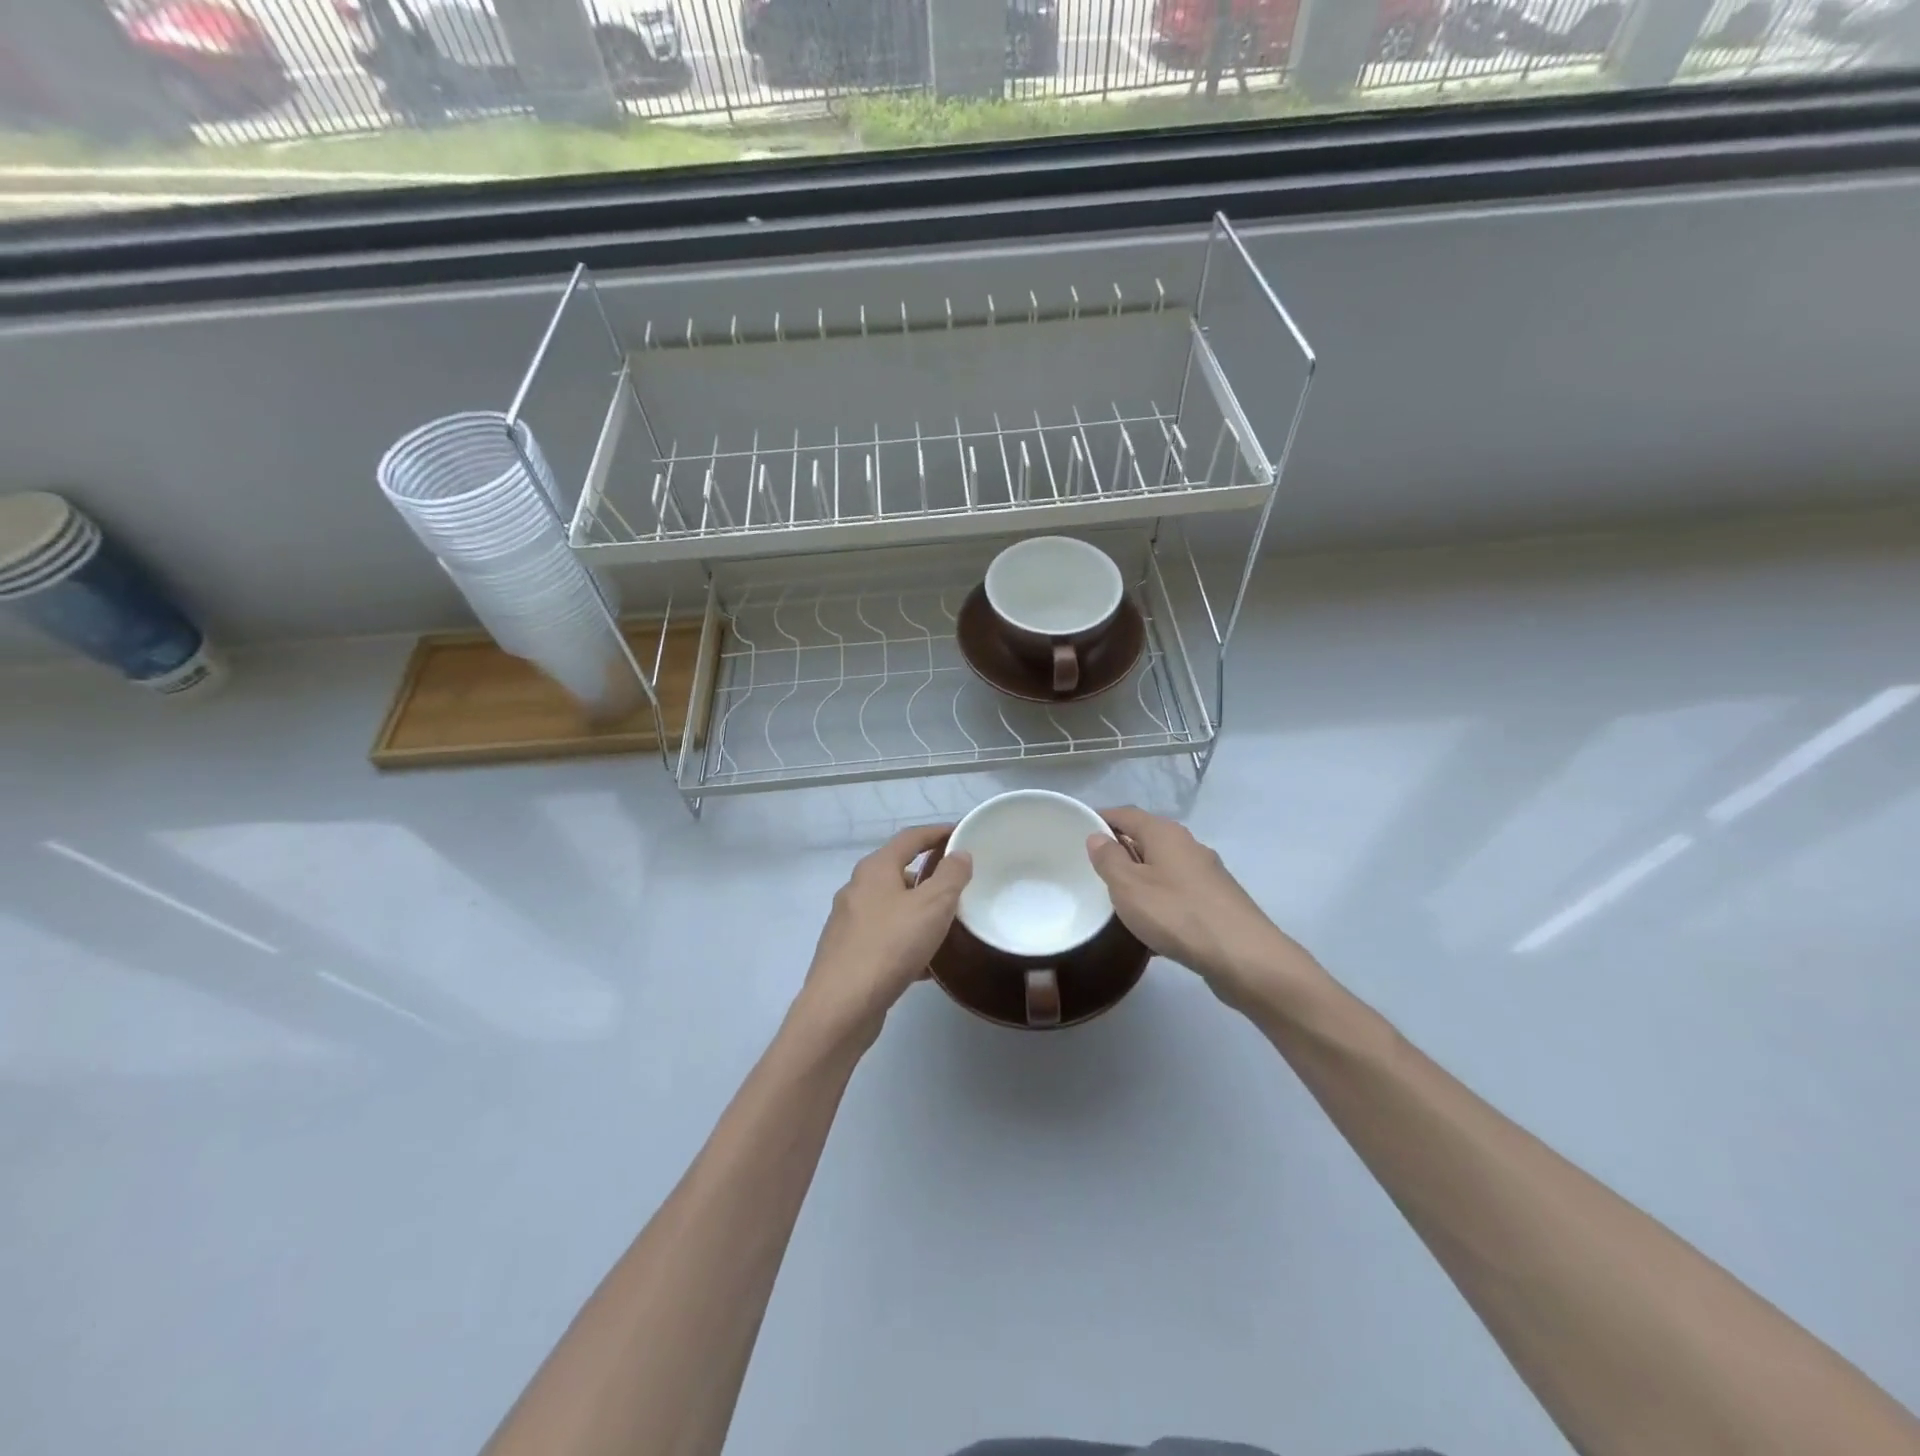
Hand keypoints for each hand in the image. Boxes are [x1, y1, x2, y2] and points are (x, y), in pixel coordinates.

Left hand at [793, 825, 971, 1050]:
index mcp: (874, 869)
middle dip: (928, 876)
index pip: (910, 838)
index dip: (937, 832)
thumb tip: (959, 854)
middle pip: (898, 872)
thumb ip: (950, 876)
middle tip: (958, 886)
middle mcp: (856, 889)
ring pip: (891, 908)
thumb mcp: (932, 906)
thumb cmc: (890, 946)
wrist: (842, 1006)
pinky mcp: (847, 953)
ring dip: (918, 911)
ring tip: (946, 926)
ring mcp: (848, 923)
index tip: (961, 834)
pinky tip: (925, 964)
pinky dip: (906, 940)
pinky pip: (884, 937)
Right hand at [1087, 807, 1326, 1017]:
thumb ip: (1109, 859)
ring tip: (1117, 901)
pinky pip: (1177, 893)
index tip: (1078, 831)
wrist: (1243, 957)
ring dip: (1140, 879)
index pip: (1126, 814)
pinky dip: (1160, 902)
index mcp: (1165, 833)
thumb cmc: (1177, 914)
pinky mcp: (1217, 901)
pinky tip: (1151, 929)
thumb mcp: (1128, 886)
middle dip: (1120, 851)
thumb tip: (1098, 836)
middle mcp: (1188, 845)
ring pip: (1162, 868)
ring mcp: (1206, 874)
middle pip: (1146, 839)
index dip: (1101, 819)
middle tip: (1092, 870)